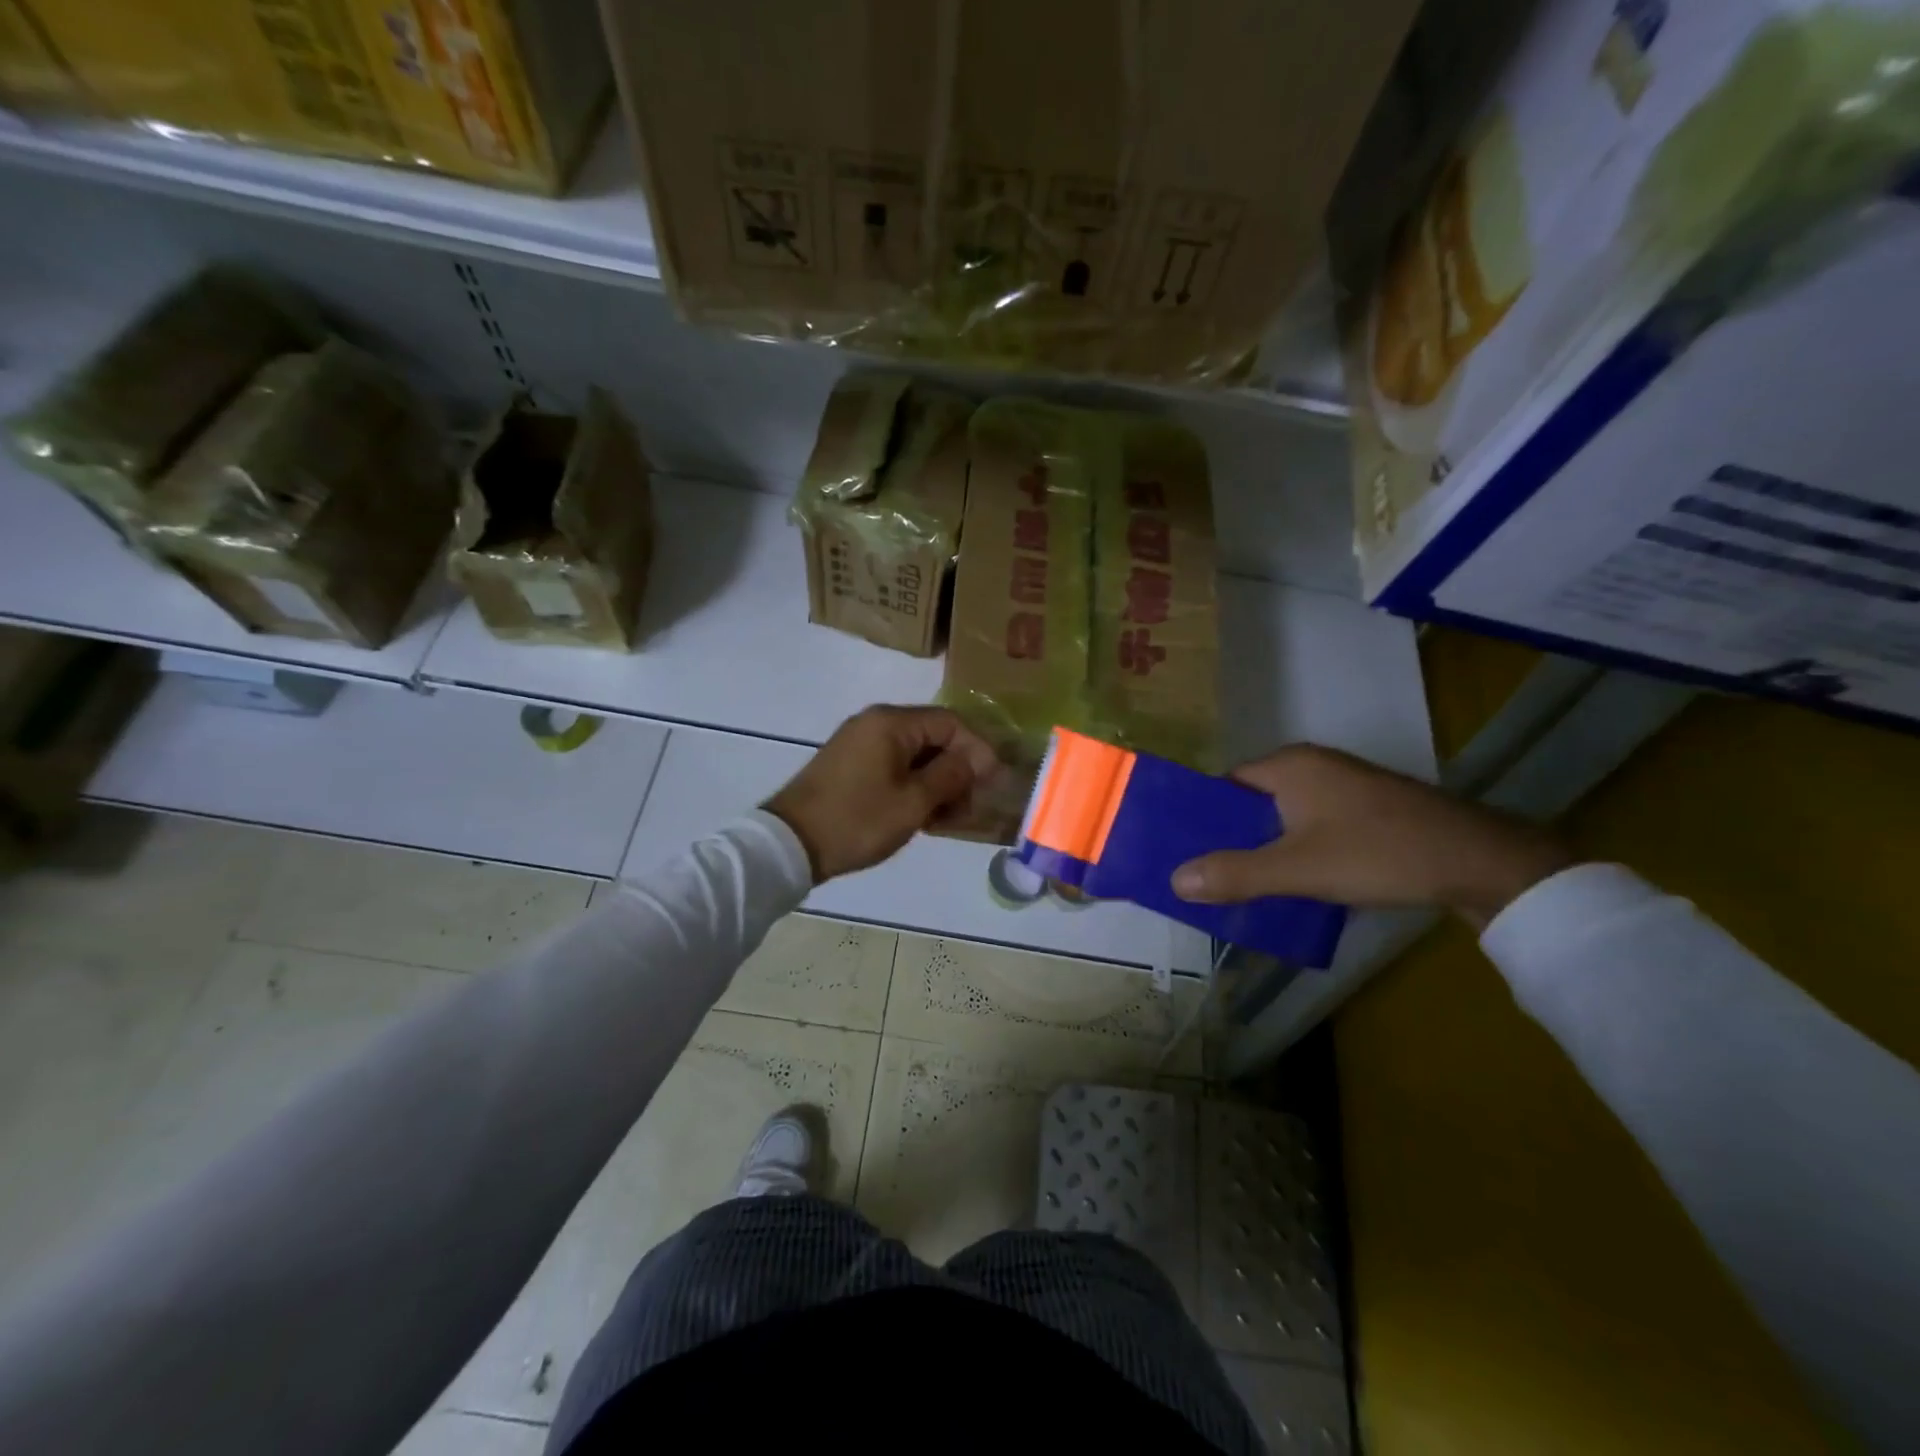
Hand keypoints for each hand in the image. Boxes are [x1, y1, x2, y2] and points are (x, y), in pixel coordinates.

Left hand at [764, 705, 1000, 881]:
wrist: (789, 845)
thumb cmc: (858, 821)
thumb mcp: (914, 802)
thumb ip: (952, 774)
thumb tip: (979, 759)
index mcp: (891, 723)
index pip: (951, 722)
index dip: (978, 750)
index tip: (994, 783)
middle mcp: (875, 723)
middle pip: (933, 737)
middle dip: (958, 770)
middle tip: (971, 807)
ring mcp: (859, 743)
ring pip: (914, 755)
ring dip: (937, 782)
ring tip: (948, 819)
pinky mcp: (849, 764)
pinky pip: (894, 766)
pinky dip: (914, 786)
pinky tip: (923, 816)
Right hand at [1171, 745, 1573, 928]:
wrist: (1481, 861)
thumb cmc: (1378, 853)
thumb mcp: (1298, 869)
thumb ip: (1235, 873)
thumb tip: (1174, 880)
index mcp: (1288, 765)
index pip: (1225, 785)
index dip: (1202, 818)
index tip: (1184, 852)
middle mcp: (1312, 765)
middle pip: (1253, 801)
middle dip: (1231, 838)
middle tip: (1209, 876)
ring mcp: (1344, 785)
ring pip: (1284, 815)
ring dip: (1265, 846)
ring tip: (1244, 885)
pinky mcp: (1368, 808)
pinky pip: (1313, 824)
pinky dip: (1297, 848)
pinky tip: (1295, 881)